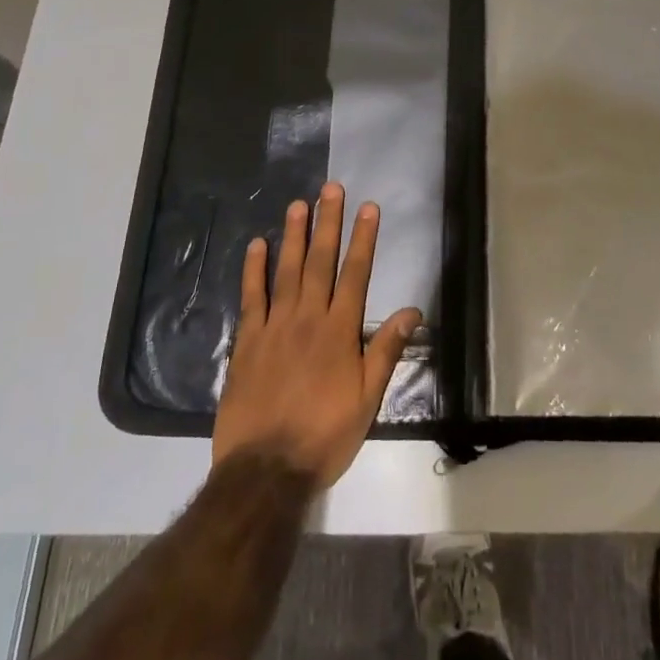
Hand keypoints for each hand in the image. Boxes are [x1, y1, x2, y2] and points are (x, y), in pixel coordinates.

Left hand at [212, 183, 421, 489]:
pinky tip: (257, 245)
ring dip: (294, 235)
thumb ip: (385, 350)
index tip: (368, 208)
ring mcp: (275, 327)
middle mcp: (308, 319)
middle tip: (331, 188)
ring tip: (298, 204)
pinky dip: (254, 270)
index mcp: (340, 332)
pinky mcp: (247, 342)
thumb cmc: (324, 436)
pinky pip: (252, 297)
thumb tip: (412, 309)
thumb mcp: (366, 400)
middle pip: (320, 262)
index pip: (356, 274)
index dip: (363, 239)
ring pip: (287, 271)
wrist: (266, 471)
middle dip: (328, 223)